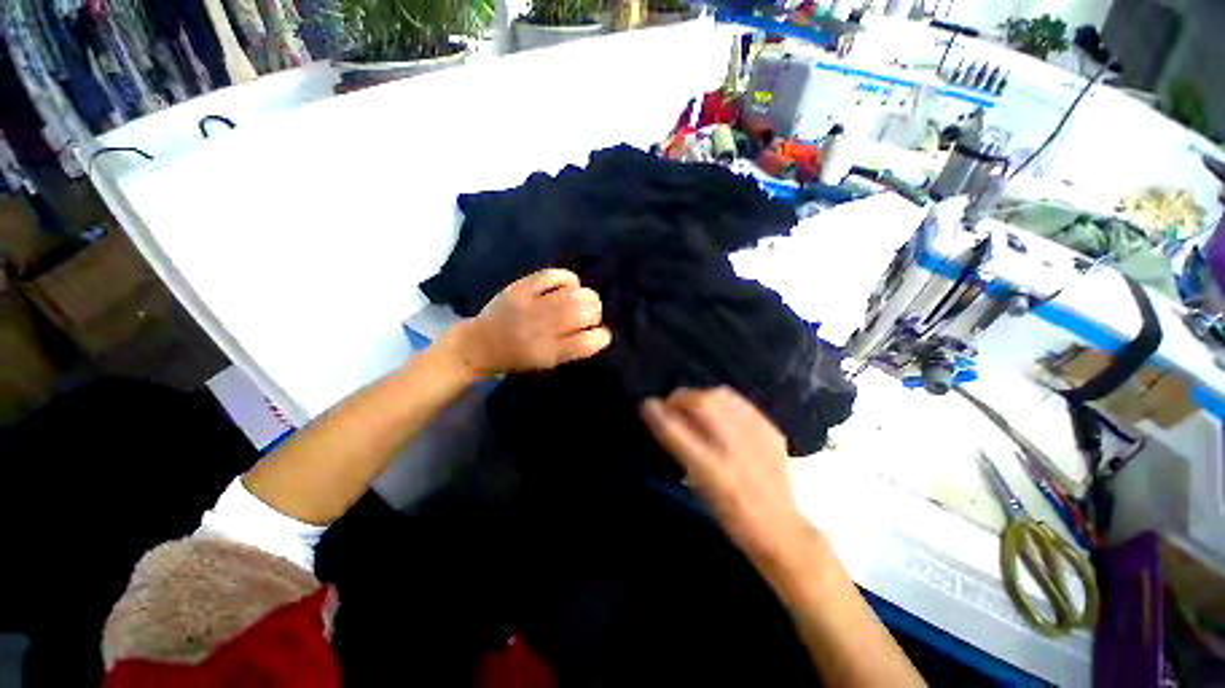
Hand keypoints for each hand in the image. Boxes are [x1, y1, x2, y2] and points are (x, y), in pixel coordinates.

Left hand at [450, 268, 611, 376]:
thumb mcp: (547, 363)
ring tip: (579, 300)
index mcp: (550, 352)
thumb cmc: (517, 358)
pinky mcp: (522, 287)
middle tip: (589, 316)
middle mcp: (543, 328)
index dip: (602, 337)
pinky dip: (568, 279)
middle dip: (595, 313)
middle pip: (586, 311)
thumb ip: (573, 348)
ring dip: (586, 296)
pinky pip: (556, 275)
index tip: (600, 335)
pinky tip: (567, 286)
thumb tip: (598, 330)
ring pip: (576, 292)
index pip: (588, 341)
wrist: (479, 344)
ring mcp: (532, 304)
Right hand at [641, 387, 810, 565]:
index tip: (647, 404)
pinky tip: (720, 413)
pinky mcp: (772, 431)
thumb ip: (682, 450)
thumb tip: (665, 417)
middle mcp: (736, 448)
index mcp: (714, 471)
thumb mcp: (699, 488)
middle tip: (672, 406)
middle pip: (703, 402)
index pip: (677, 431)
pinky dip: (723, 402)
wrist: (780, 528)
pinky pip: (740, 402)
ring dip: (701, 396)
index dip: (659, 414)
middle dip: (681, 398)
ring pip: (722, 395)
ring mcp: (758, 436)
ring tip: (694, 407)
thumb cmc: (730, 515)